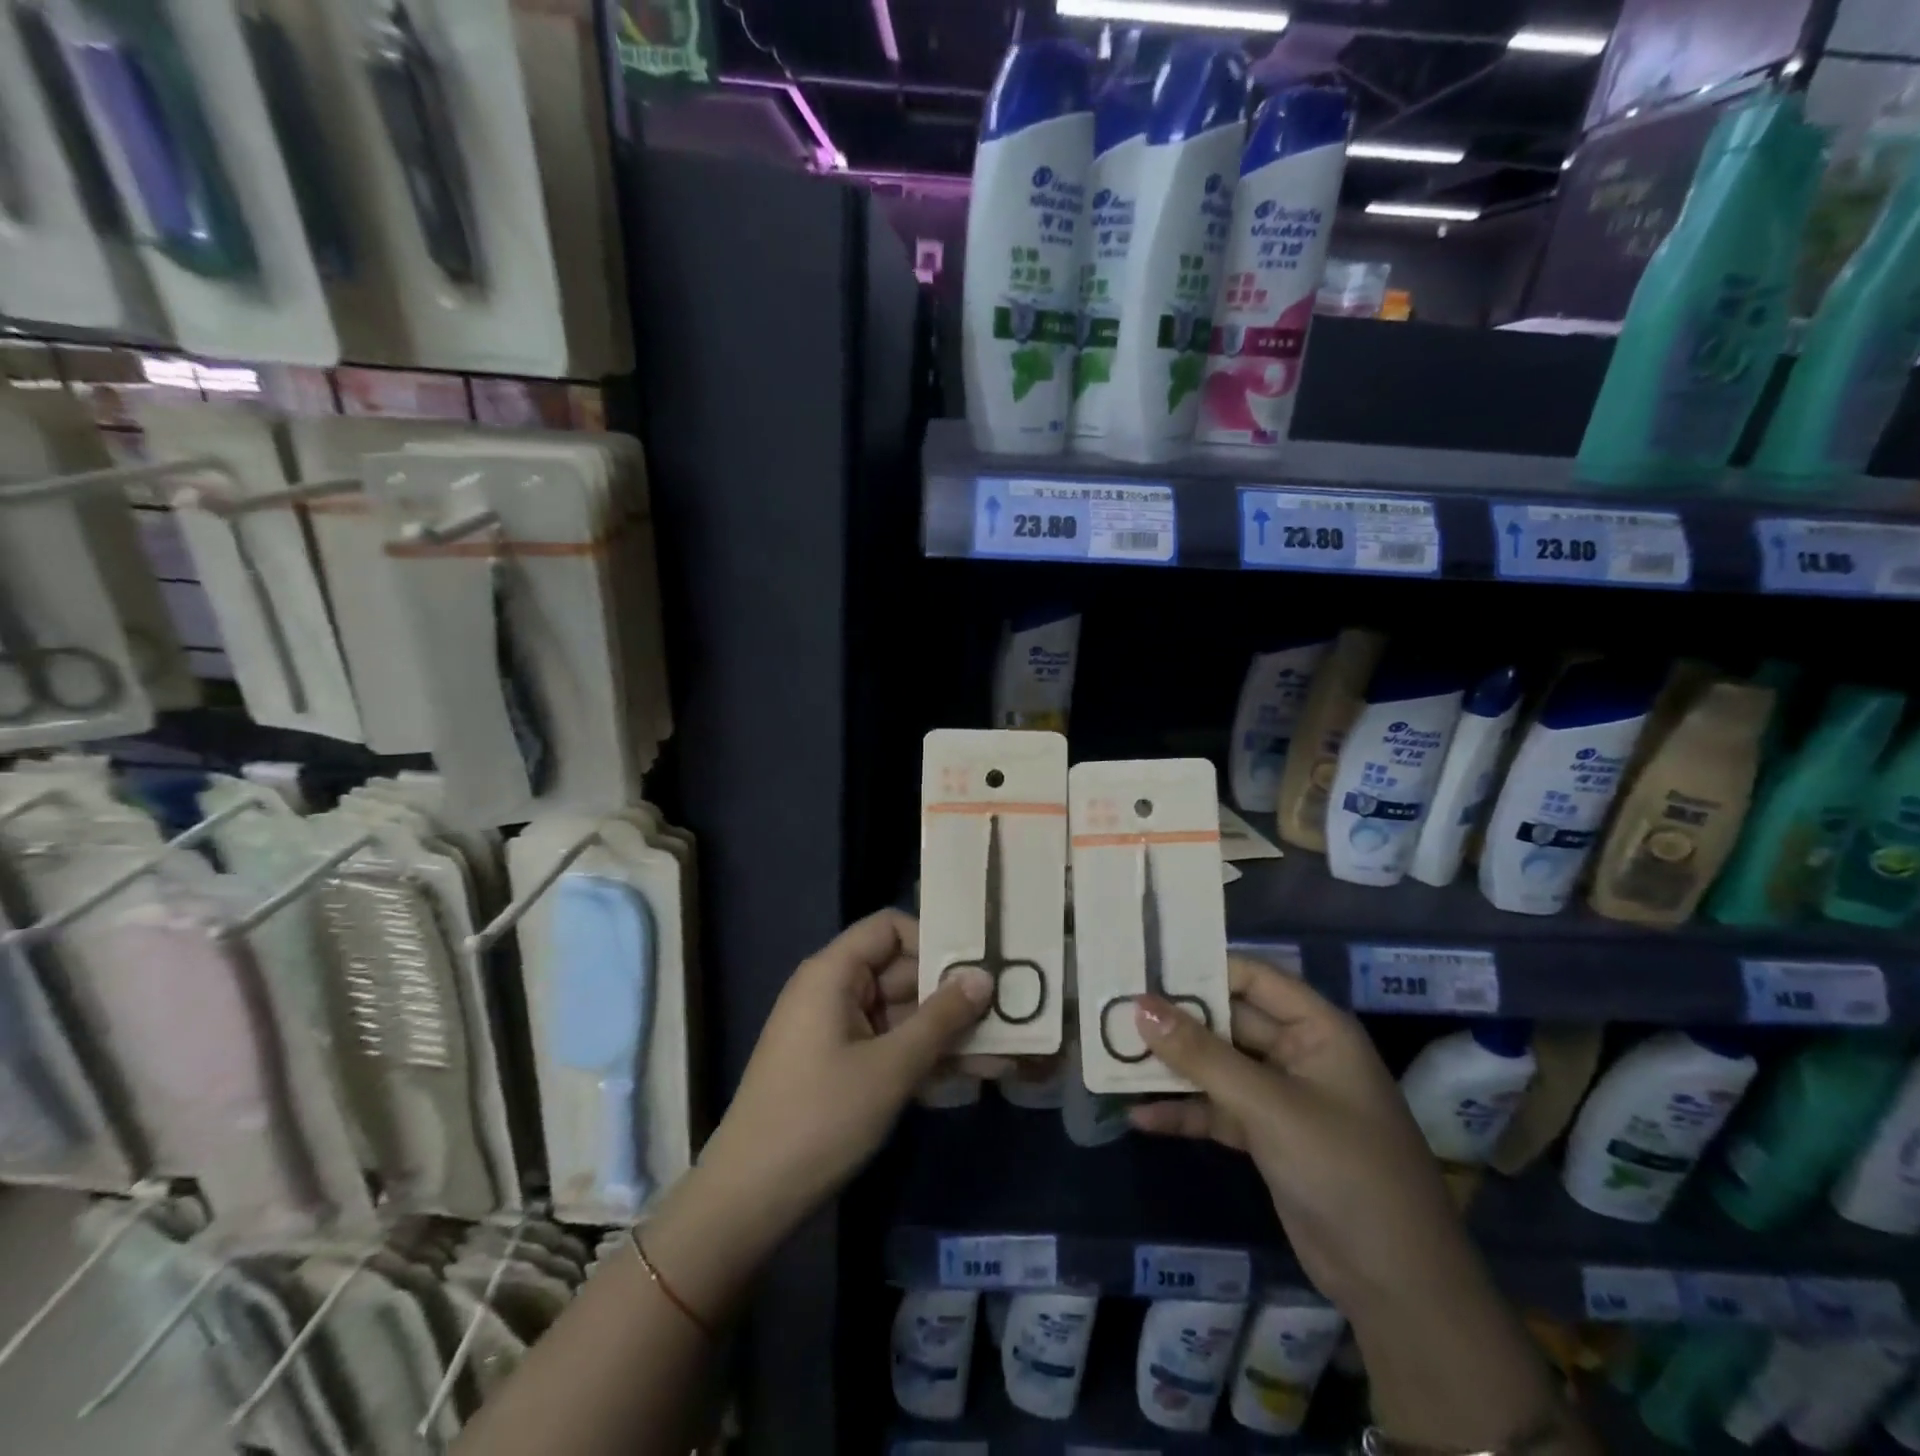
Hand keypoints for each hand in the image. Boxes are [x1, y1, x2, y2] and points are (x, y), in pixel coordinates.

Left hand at [695, 910, 991, 1238]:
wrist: (751, 1198)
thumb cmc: (820, 1118)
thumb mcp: (890, 1067)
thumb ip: (941, 1018)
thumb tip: (984, 976)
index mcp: (833, 973)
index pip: (889, 927)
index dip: (932, 940)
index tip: (975, 967)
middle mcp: (834, 990)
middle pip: (901, 971)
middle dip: (951, 994)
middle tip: (1006, 1011)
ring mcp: (837, 1030)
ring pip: (902, 1013)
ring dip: (945, 1031)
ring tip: (1002, 1051)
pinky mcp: (842, 1065)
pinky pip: (890, 1044)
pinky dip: (923, 1056)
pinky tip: (971, 1075)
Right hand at [1129, 957, 1476, 1313]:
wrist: (1397, 1286)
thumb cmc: (1345, 1171)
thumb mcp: (1269, 1106)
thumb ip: (1202, 1055)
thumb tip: (1141, 1006)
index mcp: (1317, 1029)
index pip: (1252, 978)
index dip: (1202, 968)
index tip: (1144, 966)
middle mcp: (1298, 1053)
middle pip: (1228, 1021)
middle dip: (1176, 1020)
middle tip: (1115, 1009)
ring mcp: (1281, 1097)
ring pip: (1217, 1066)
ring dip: (1173, 1066)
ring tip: (1114, 1057)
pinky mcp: (1267, 1136)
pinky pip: (1217, 1109)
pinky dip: (1184, 1112)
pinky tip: (1140, 1117)